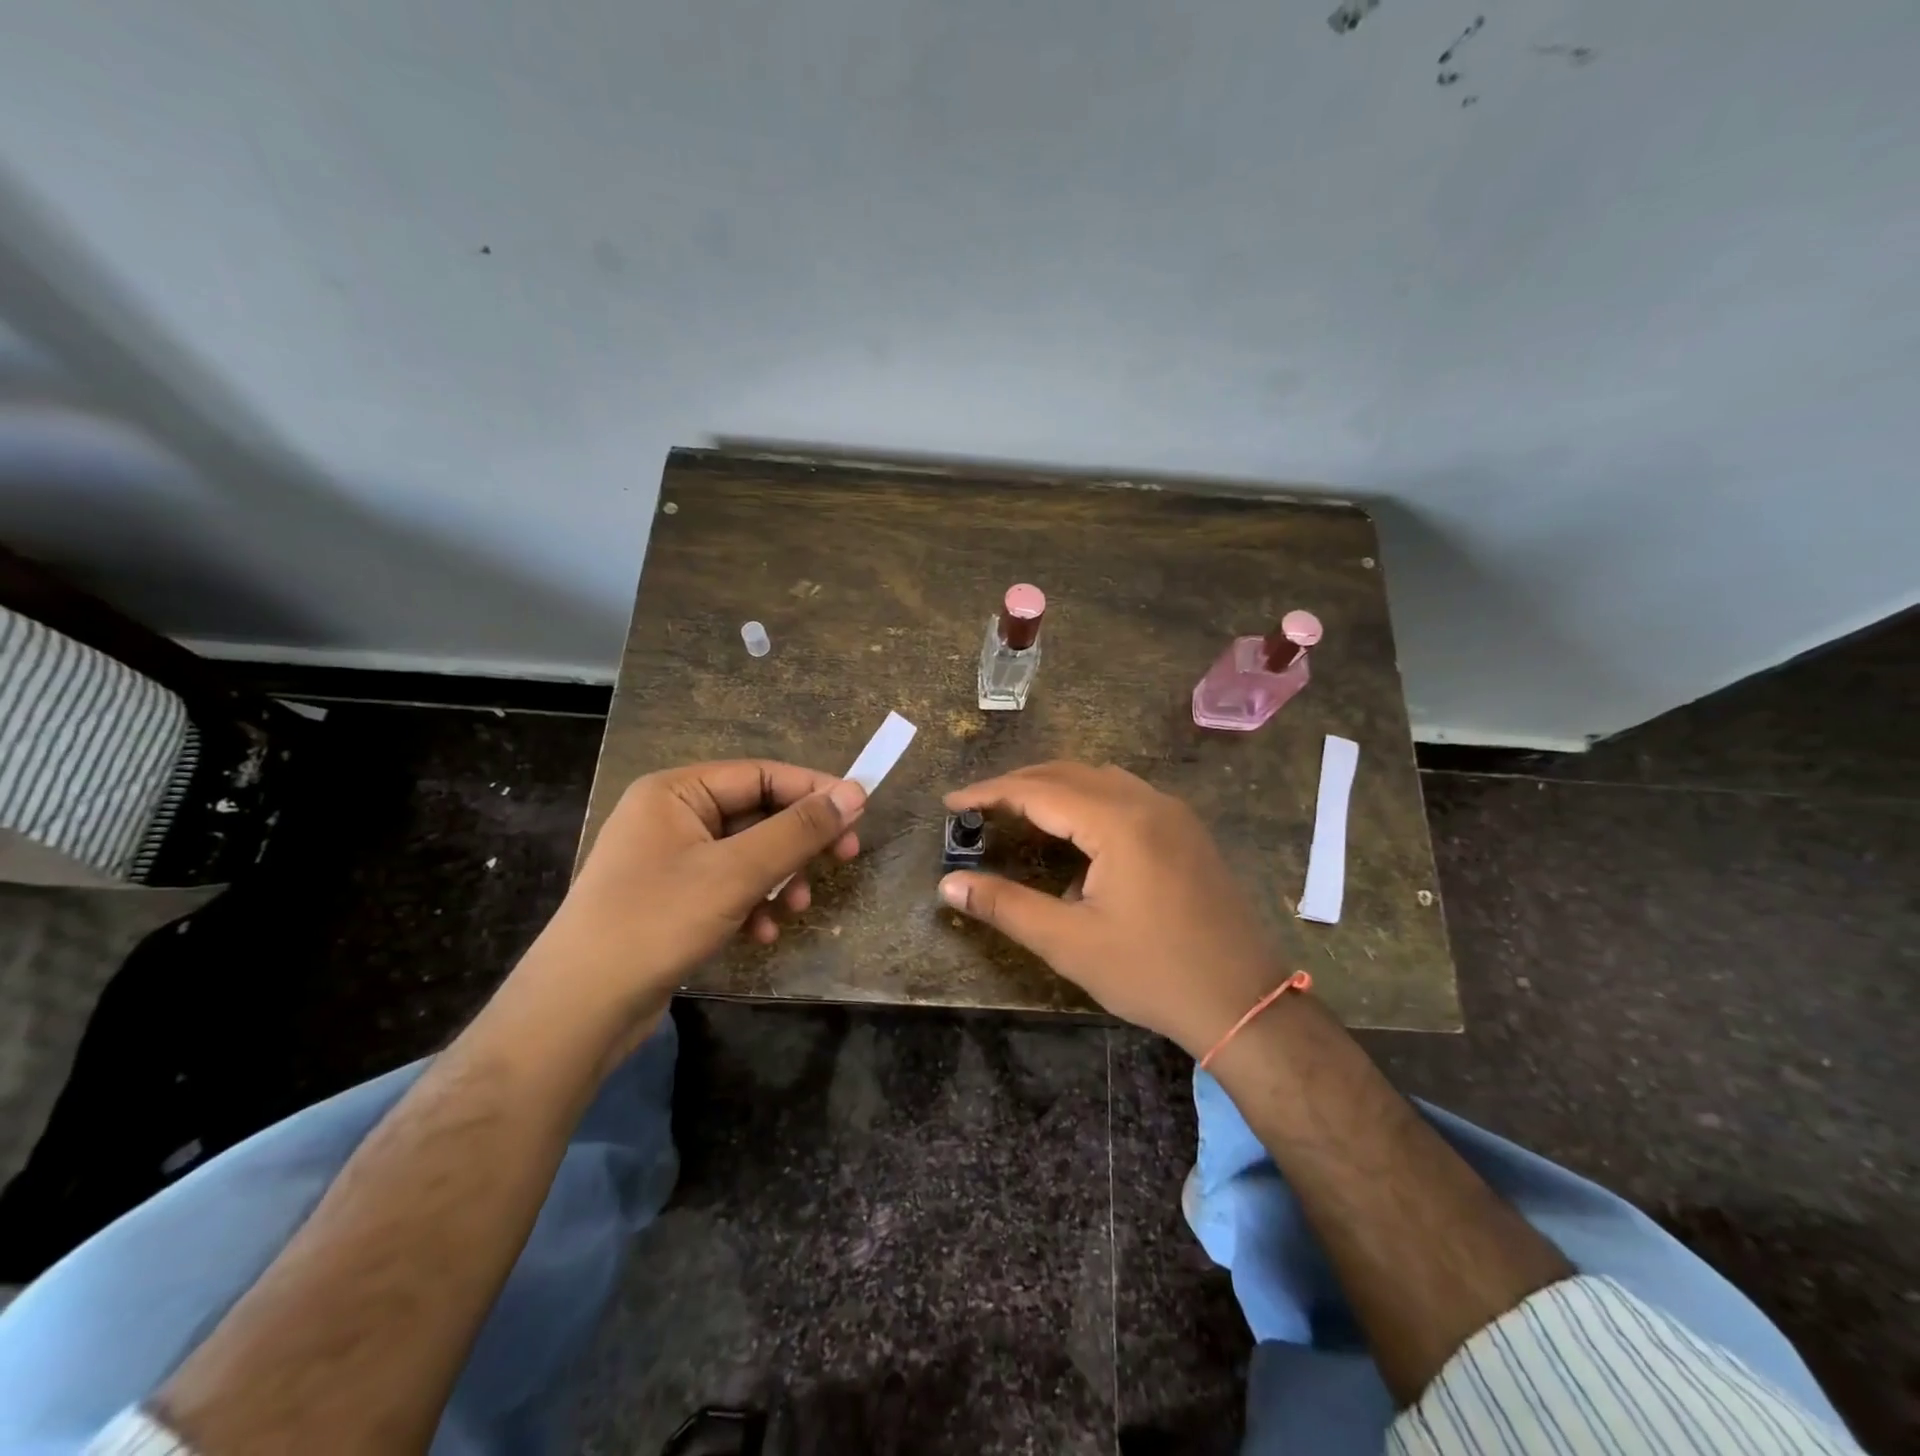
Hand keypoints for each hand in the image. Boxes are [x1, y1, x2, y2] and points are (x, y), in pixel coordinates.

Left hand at [522, 760, 865, 1039]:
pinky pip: (728, 887)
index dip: (813, 791)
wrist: (579, 1009)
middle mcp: (671, 816)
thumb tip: (855, 794)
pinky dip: (753, 904)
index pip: (762, 774)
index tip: (859, 813)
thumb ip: (798, 831)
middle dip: (798, 842)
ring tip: (797, 909)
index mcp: (676, 791)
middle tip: (844, 859)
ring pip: (747, 854)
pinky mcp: (672, 900)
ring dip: (779, 879)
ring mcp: (669, 860)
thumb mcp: (737, 872)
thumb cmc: (656, 921)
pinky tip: (761, 934)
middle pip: (757, 814)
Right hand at [941, 762, 1286, 1056]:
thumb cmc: (1151, 973)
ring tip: (1016, 810)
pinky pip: (1126, 794)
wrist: (1243, 1002)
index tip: (950, 801)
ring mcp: (1173, 813)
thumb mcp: (1069, 943)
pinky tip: (1074, 830)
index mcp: (1119, 822)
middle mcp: (1148, 802)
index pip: (1038, 790)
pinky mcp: (1186, 830)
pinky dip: (1087, 799)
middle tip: (976, 806)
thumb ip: (1005, 906)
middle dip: (1018, 785)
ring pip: (1099, 779)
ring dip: (1053, 787)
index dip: (989, 793)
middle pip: (1068, 774)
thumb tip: (949, 884)